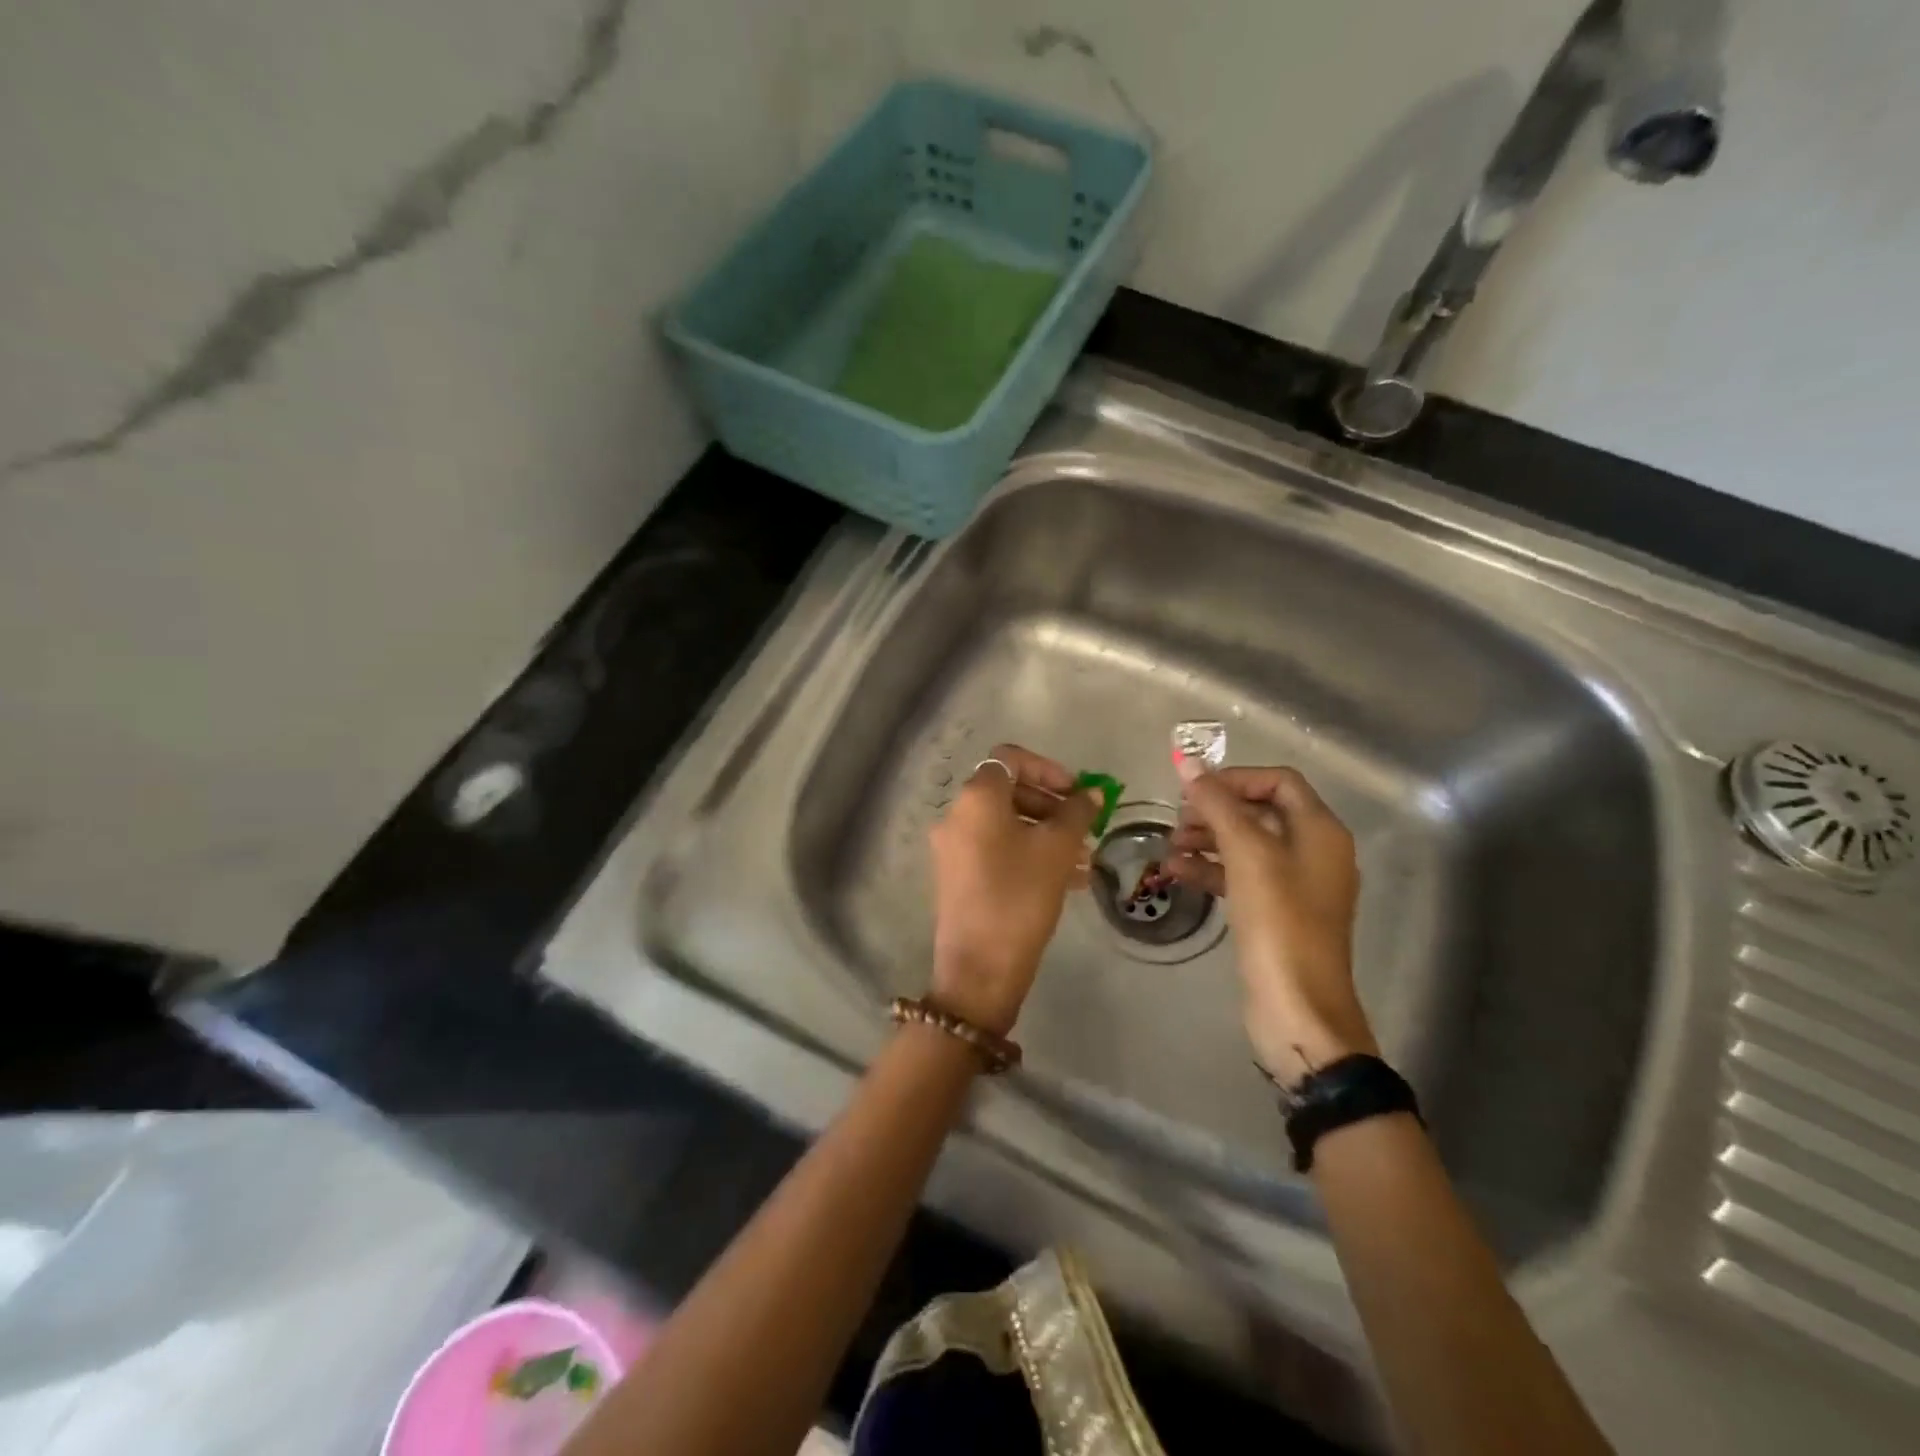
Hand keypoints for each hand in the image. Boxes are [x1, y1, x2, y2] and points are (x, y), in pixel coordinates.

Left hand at [928, 744, 1100, 1036]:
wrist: (980, 966)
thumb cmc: (1020, 895)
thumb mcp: (1057, 849)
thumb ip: (1077, 812)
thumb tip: (1092, 793)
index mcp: (976, 798)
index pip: (1010, 759)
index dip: (1047, 769)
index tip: (1077, 793)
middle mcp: (957, 814)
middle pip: (1008, 791)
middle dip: (1051, 804)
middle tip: (1084, 827)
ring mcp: (953, 847)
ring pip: (1005, 823)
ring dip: (1045, 832)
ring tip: (1083, 858)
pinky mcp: (957, 875)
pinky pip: (996, 848)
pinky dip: (1027, 852)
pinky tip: (1066, 879)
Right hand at [1163, 766, 1376, 1082]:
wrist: (1297, 1007)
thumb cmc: (1278, 921)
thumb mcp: (1247, 854)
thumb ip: (1217, 804)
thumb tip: (1187, 761)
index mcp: (1320, 830)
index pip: (1278, 781)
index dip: (1235, 779)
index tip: (1194, 792)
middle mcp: (1313, 851)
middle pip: (1259, 811)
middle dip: (1215, 811)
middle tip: (1176, 821)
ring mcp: (1295, 885)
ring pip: (1246, 844)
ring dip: (1207, 839)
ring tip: (1169, 848)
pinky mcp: (1275, 912)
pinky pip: (1240, 876)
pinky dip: (1210, 869)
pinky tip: (1177, 873)